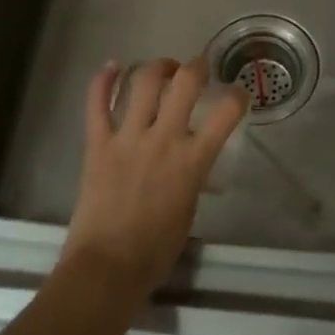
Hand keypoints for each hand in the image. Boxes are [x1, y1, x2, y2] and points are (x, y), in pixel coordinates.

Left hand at [61, 57, 245, 302]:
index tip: (238, 94)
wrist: (107, 267)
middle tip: (198, 69)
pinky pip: (97, 104)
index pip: (227, 113)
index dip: (238, 96)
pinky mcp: (97, 144)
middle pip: (185, 83)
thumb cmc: (156, 250)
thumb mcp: (189, 209)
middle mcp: (163, 140)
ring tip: (163, 69)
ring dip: (157, 67)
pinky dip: (102, 81)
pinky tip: (112, 67)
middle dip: (197, 67)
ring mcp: (127, 138)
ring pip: (142, 83)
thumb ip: (194, 176)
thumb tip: (193, 161)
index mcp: (192, 160)